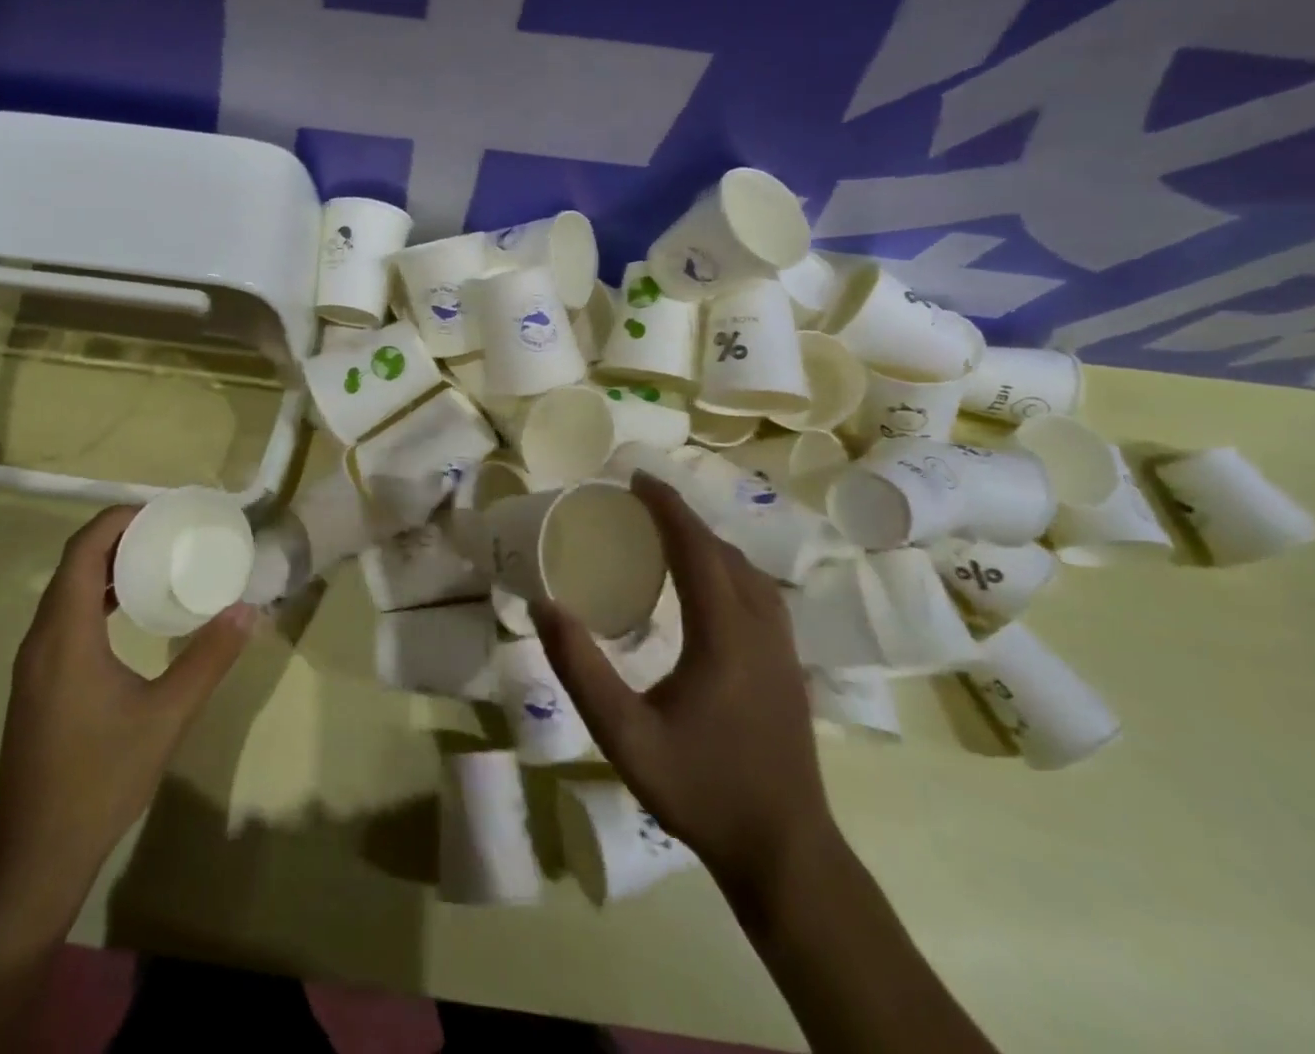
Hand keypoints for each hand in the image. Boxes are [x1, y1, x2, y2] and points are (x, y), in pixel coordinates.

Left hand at [0, 506, 257, 903]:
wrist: (35, 856)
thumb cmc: (100, 778)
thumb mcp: (167, 717)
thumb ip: (208, 658)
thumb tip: (247, 609)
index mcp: (66, 634)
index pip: (83, 550)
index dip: (117, 520)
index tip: (160, 511)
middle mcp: (41, 639)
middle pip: (73, 564)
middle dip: (117, 537)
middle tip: (167, 531)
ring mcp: (33, 664)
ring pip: (65, 592)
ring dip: (105, 568)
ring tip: (155, 562)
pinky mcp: (36, 684)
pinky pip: (63, 618)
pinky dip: (95, 598)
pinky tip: (128, 615)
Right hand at [534, 471, 831, 890]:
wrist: (785, 853)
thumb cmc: (700, 790)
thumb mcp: (624, 736)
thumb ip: (580, 668)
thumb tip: (544, 604)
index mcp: (724, 637)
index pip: (696, 550)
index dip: (666, 508)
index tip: (636, 479)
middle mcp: (761, 631)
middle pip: (725, 553)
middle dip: (684, 518)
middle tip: (640, 501)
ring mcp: (783, 650)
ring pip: (749, 573)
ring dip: (709, 542)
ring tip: (669, 534)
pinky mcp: (788, 668)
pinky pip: (759, 594)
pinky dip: (728, 568)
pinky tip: (708, 585)